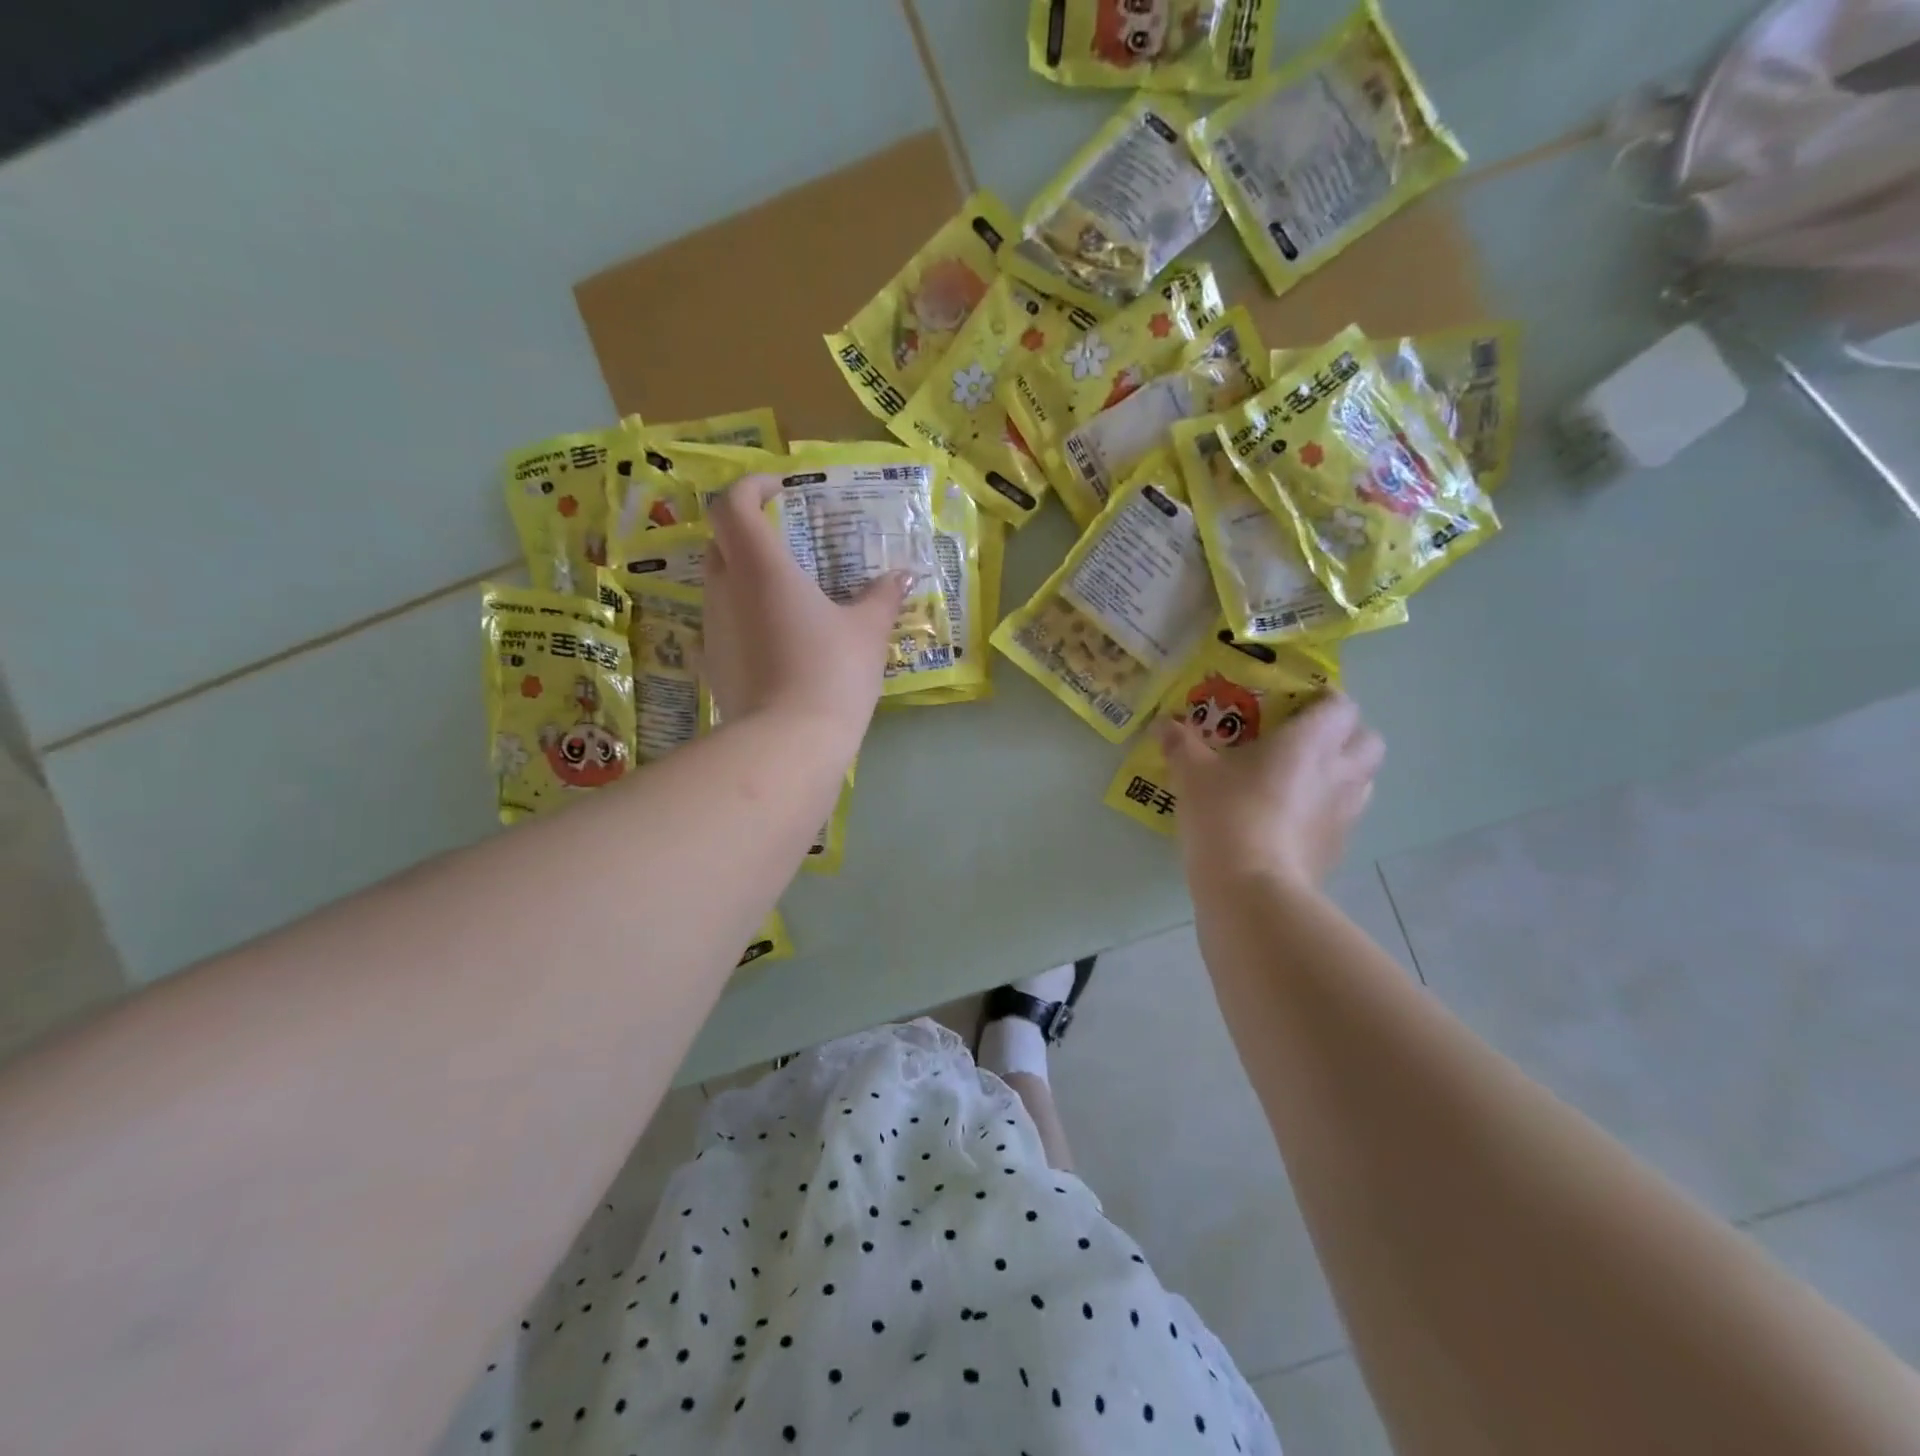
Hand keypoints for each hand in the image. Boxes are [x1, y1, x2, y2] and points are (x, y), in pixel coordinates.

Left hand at [701, 474, 908, 738]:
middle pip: (721, 541)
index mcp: (760, 567)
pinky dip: (744, 619)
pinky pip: (723, 626)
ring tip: (788, 596)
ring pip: (719, 584)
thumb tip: (903, 576)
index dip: (751, 486)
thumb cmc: (833, 672)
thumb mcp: (868, 631)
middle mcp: (725, 590)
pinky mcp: (712, 664)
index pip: (733, 504)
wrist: (790, 742)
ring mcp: (712, 629)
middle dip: (748, 531)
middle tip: (786, 540)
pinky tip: (774, 641)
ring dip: (746, 577)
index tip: (780, 489)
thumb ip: (882, 597)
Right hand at [1159, 691, 1384, 889]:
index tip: (1294, 705)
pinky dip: (1327, 812)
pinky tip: (1291, 821)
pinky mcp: (1339, 849)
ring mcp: (1345, 814)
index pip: (1342, 705)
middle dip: (1345, 735)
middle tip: (1305, 741)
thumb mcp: (1192, 775)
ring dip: (1341, 773)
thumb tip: (1164, 724)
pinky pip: (1345, 818)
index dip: (1324, 700)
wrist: (1251, 890)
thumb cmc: (1226, 815)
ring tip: (1300, 780)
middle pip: (1368, 740)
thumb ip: (1181, 744)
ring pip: (1363, 780)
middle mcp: (1339, 772)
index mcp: (1310, 741)